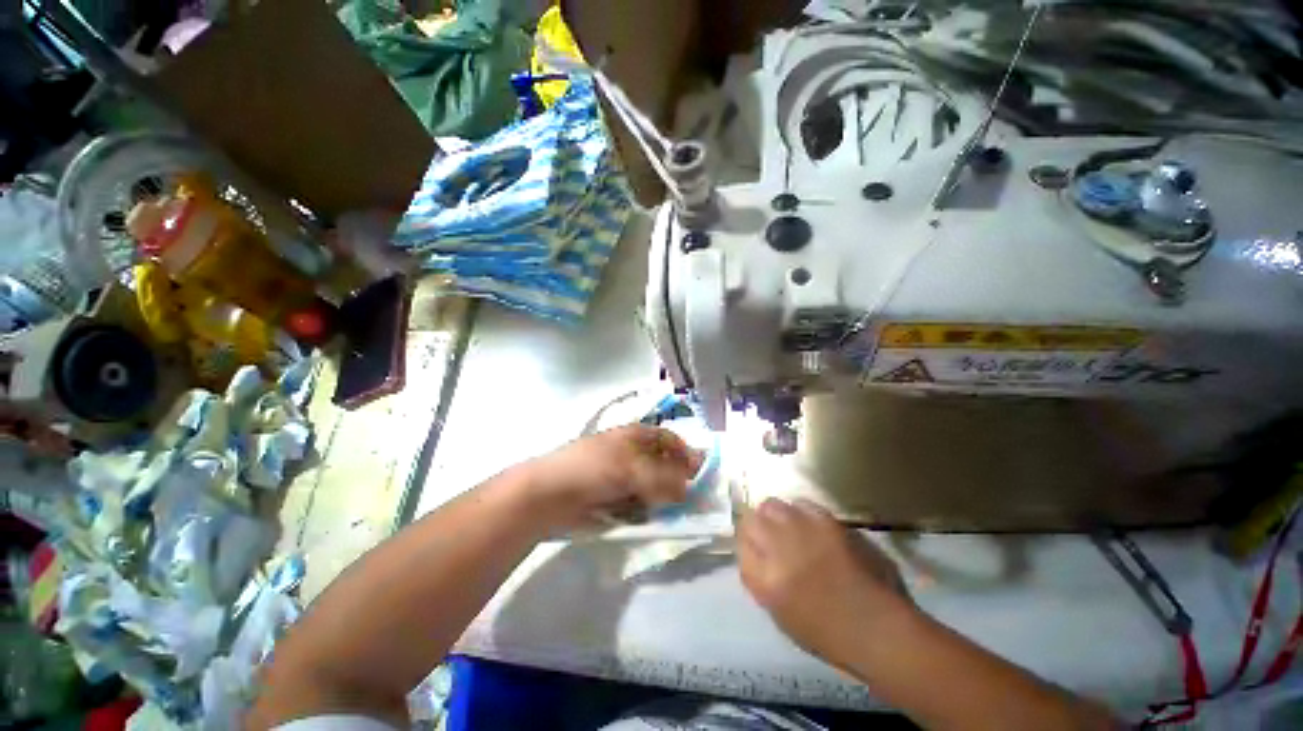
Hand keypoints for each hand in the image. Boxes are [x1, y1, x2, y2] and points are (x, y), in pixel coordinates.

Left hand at [516, 425, 703, 531]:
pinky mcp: (614, 499)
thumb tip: (689, 489)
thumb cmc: (593, 470)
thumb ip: (665, 478)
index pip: (670, 439)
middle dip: (678, 480)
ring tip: (674, 513)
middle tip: (692, 500)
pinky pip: (640, 504)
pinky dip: (648, 511)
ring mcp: (623, 477)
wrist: (548, 496)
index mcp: (636, 436)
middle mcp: (632, 453)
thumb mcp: (633, 469)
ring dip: (664, 499)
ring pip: (653, 486)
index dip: (685, 453)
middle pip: (664, 464)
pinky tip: (652, 520)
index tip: (699, 474)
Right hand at [737, 498, 913, 666]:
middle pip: (751, 520)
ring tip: (787, 528)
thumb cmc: (829, 634)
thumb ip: (759, 579)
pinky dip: (799, 511)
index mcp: (766, 580)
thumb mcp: (780, 615)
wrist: (879, 629)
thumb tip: (753, 552)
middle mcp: (779, 549)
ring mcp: (803, 532)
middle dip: (756, 526)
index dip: (746, 544)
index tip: (755, 549)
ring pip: (771, 505)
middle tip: (769, 537)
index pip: (740, 544)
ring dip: (774, 515)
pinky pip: (800, 504)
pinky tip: (808, 526)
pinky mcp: (827, 522)